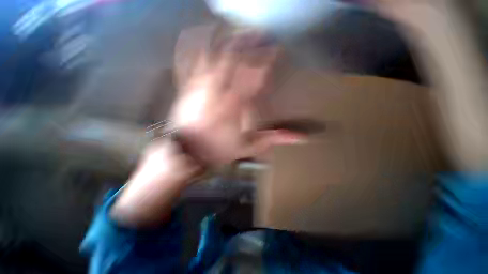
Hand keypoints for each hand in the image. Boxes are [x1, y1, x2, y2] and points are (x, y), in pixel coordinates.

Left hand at [170, 33, 302, 165]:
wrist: (188, 151)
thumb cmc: (219, 149)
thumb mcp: (249, 147)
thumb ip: (273, 138)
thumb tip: (300, 137)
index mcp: (236, 104)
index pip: (255, 74)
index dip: (267, 59)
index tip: (276, 48)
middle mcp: (218, 89)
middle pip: (234, 57)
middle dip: (248, 42)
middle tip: (259, 32)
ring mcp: (199, 85)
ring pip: (211, 52)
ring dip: (224, 38)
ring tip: (234, 28)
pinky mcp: (186, 86)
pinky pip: (186, 59)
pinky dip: (192, 42)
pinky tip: (197, 31)